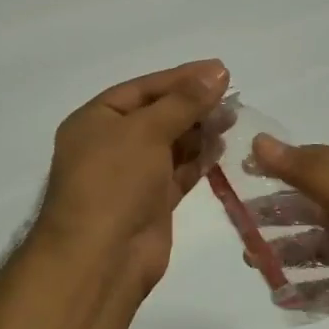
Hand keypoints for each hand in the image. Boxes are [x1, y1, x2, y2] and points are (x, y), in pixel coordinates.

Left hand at [34, 60, 229, 299]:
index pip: (143, 88)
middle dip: (193, 104)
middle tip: (232, 96)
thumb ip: (184, 102)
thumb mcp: (146, 131)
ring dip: (199, 130)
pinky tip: (221, 146)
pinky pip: (178, 172)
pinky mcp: (151, 202)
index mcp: (95, 120)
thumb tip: (217, 71)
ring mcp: (131, 175)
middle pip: (158, 114)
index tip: (220, 70)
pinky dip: (198, 159)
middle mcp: (111, 144)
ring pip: (171, 143)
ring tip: (232, 117)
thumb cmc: (114, 182)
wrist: (100, 258)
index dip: (181, 78)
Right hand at [246, 136, 328, 328]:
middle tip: (240, 221)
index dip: (281, 163)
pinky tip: (282, 295)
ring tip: (253, 260)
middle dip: (278, 210)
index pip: (318, 160)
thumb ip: (304, 170)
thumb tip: (259, 140)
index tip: (244, 173)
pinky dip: (308, 289)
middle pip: (314, 204)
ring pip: (320, 246)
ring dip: (287, 250)